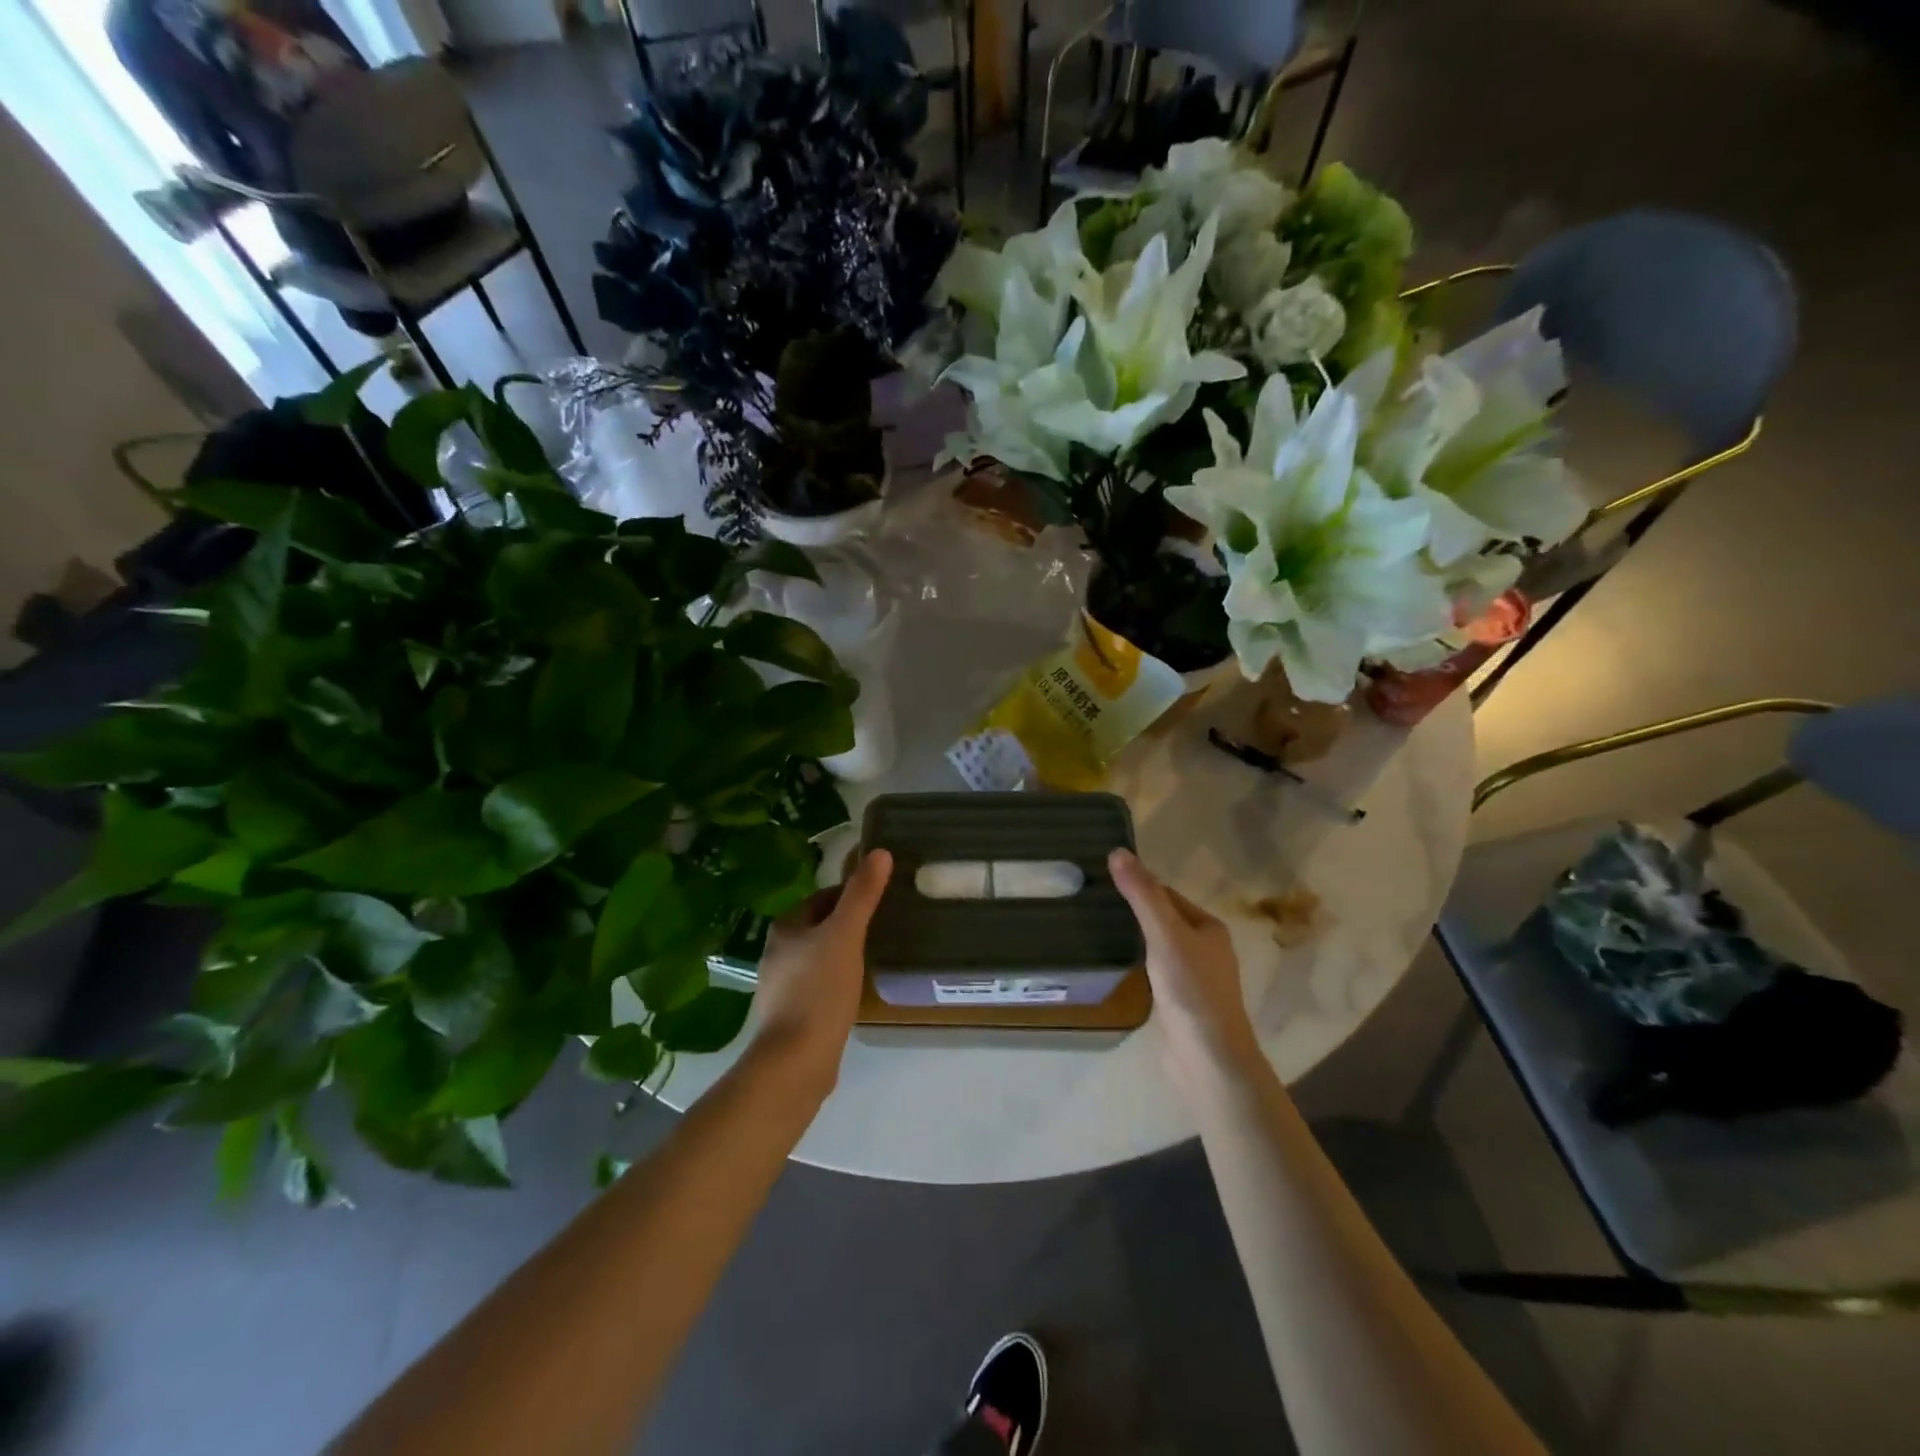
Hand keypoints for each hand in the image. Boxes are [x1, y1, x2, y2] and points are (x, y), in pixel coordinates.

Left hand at [749, 849, 893, 1095]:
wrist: (795, 1062)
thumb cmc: (819, 991)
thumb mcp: (846, 935)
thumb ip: (862, 894)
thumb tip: (879, 851)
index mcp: (786, 926)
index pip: (825, 897)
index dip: (853, 894)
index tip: (882, 900)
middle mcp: (778, 950)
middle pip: (822, 925)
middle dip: (850, 923)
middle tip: (885, 926)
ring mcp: (783, 984)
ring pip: (821, 955)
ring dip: (844, 952)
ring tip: (875, 955)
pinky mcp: (792, 1013)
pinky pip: (820, 984)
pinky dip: (838, 980)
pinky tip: (857, 990)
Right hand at [1108, 849, 1259, 1072]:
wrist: (1209, 1059)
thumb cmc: (1192, 990)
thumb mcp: (1165, 935)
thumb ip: (1142, 895)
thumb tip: (1118, 851)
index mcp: (1209, 927)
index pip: (1167, 894)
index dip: (1139, 886)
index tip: (1103, 882)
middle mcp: (1206, 948)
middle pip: (1164, 919)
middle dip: (1134, 911)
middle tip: (1094, 905)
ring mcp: (1194, 978)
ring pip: (1159, 946)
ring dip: (1135, 938)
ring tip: (1098, 930)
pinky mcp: (1181, 1002)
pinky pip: (1156, 971)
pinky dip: (1138, 963)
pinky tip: (1117, 965)